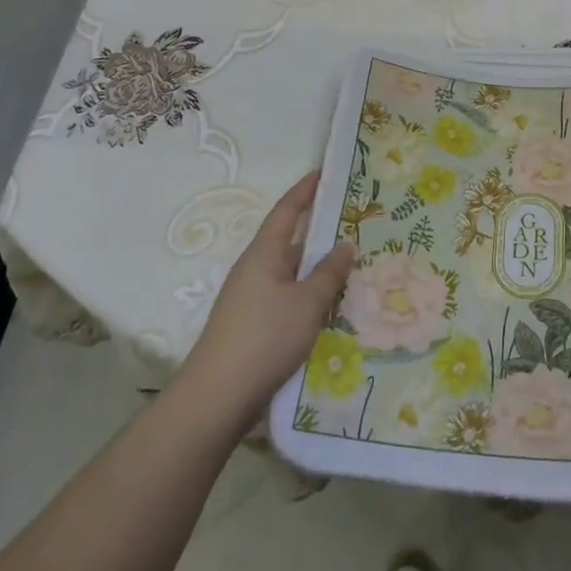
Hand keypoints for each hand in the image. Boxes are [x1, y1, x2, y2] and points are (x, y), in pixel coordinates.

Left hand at [175, 171, 355, 426]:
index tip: (323, 172)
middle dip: (318, 230)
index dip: (305, 190)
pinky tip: (329, 304)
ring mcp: (250, 298)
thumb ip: (329, 272)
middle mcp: (254, 269)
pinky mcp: (252, 324)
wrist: (217, 397)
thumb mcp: (307, 303)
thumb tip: (345, 244)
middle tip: (353, 221)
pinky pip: (287, 296)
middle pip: (289, 240)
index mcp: (264, 253)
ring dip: (316, 266)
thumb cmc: (265, 338)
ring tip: (351, 264)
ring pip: (290, 271)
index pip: (287, 210)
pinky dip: (309, 292)